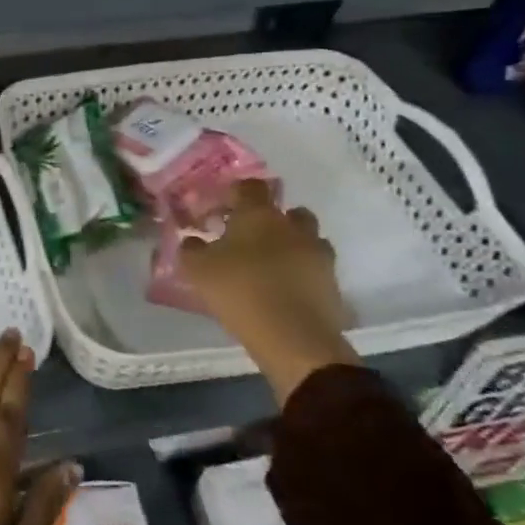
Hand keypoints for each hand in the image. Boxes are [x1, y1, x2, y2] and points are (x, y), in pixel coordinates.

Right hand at [177, 180, 359, 404]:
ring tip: (273, 267)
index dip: (236, 193)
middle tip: (251, 239)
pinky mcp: (333, 285)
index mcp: (259, 215)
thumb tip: (193, 240)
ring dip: (293, 246)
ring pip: (308, 240)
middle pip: (289, 212)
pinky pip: (316, 270)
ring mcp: (318, 255)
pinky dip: (304, 275)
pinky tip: (287, 292)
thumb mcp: (198, 269)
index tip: (222, 209)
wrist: (293, 338)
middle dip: (273, 221)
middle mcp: (293, 227)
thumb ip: (191, 249)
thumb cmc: (240, 291)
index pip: (251, 187)